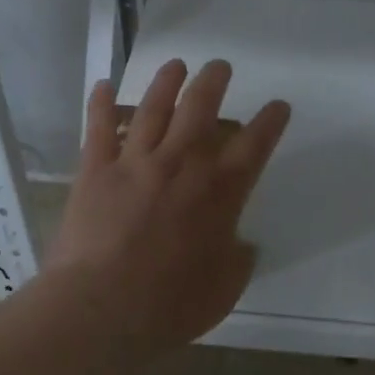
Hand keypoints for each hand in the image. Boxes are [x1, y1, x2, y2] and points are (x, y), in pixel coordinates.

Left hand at [44, 59, 290, 352]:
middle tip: (220, 67)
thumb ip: (237, 259)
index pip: (255, 145)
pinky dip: (101, 104)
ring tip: (176, 65)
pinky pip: (99, 128)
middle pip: (201, 108)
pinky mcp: (95, 170)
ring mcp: (135, 162)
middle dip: (214, 82)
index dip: (270, 122)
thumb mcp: (224, 289)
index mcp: (219, 192)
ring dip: (168, 82)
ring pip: (154, 108)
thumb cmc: (170, 305)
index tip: (278, 106)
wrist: (101, 308)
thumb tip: (240, 243)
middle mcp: (181, 164)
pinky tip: (104, 85)